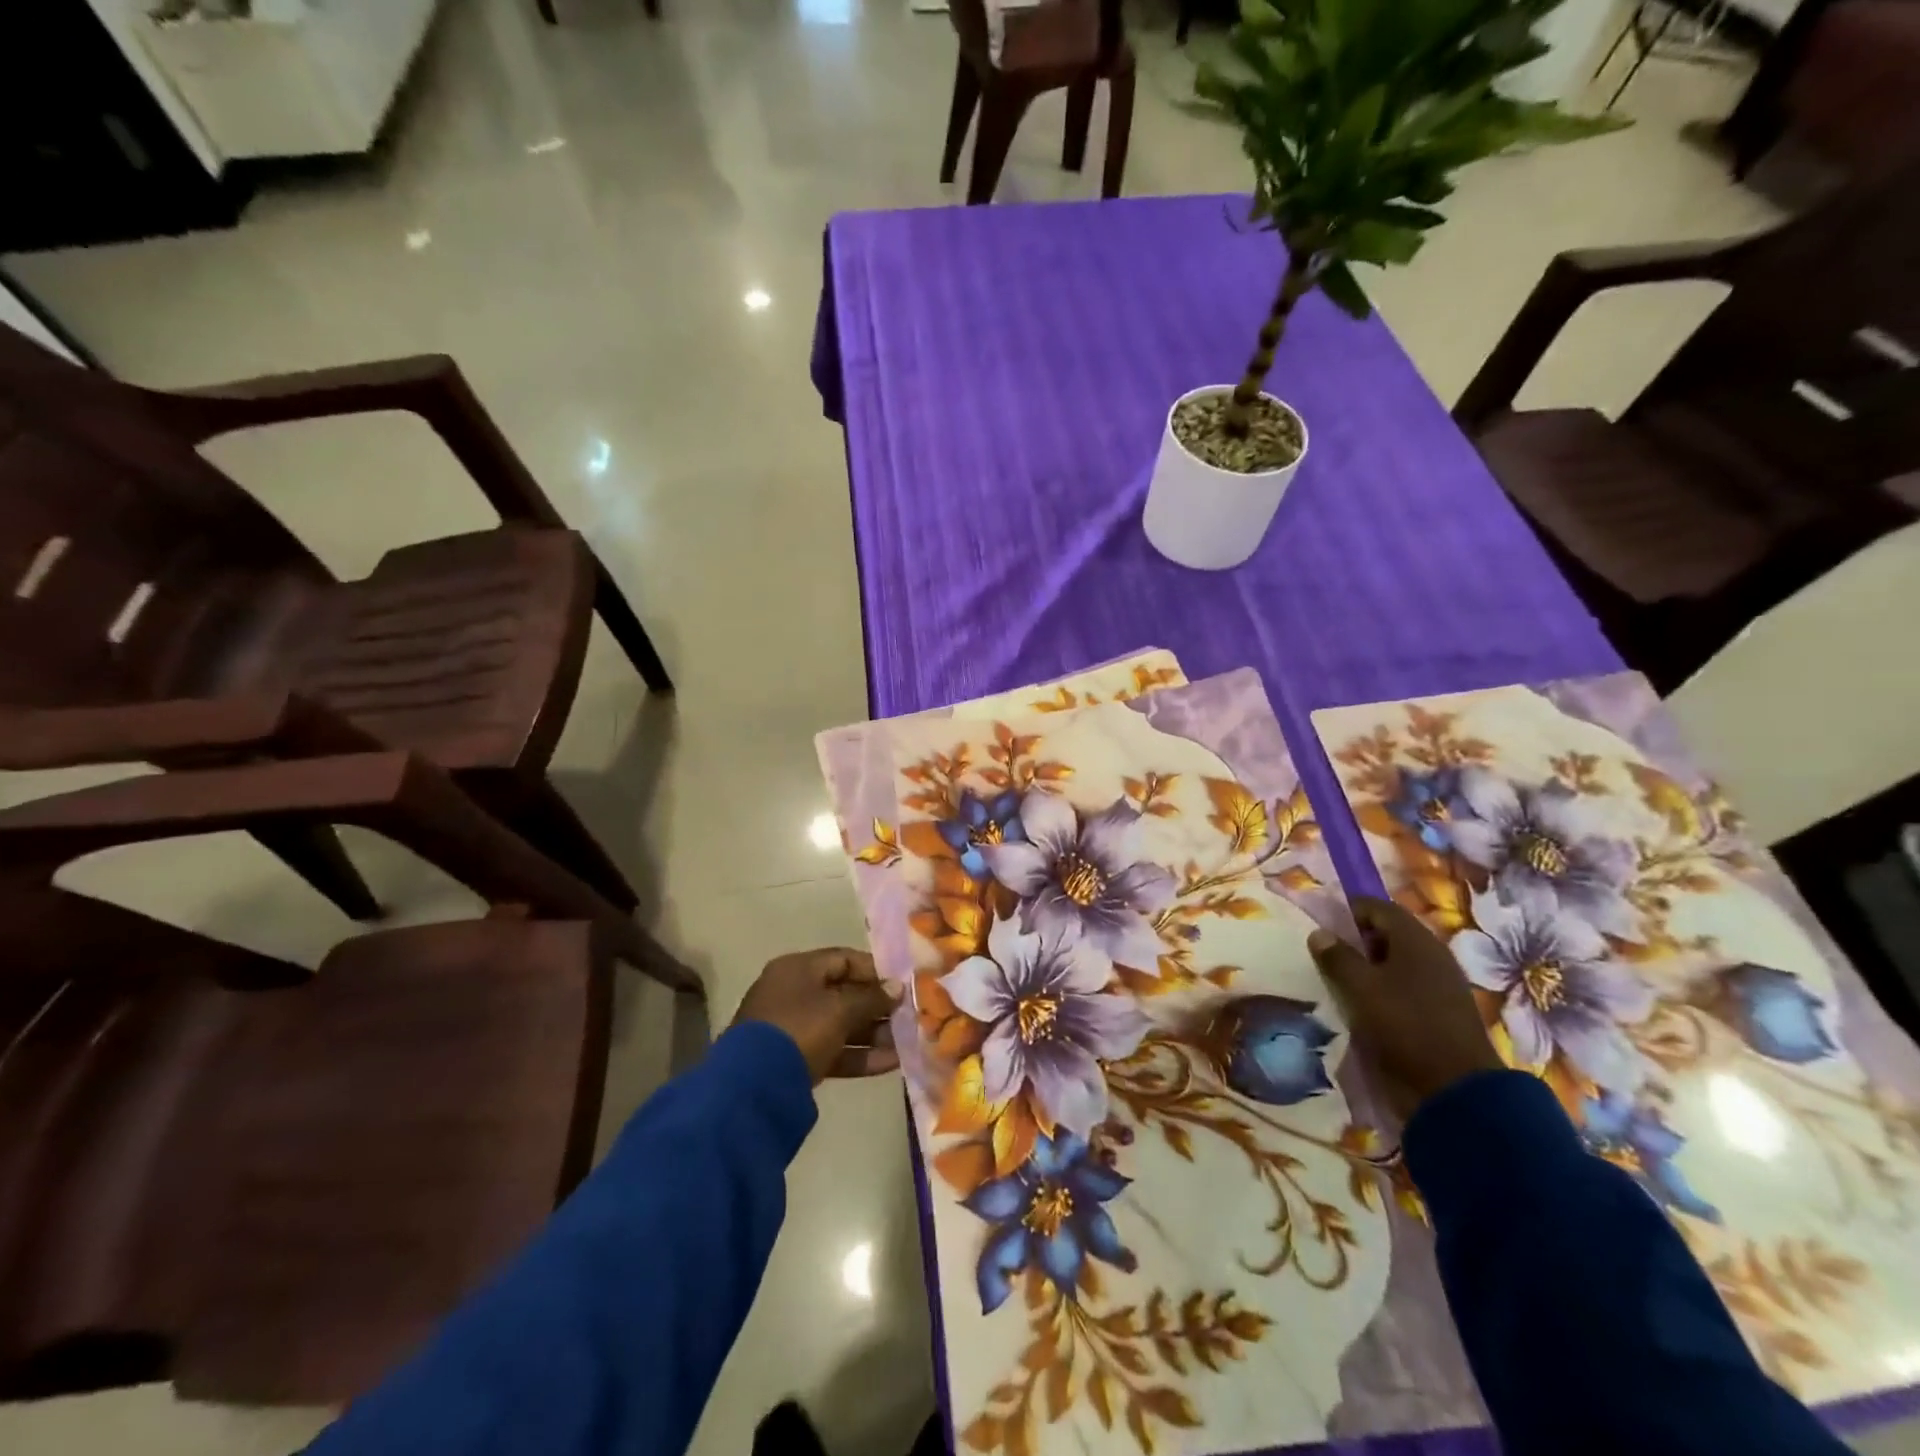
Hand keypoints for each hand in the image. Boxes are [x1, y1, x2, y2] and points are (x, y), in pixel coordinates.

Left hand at [732, 948, 900, 1083]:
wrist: (753, 1085)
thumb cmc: (800, 1029)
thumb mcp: (840, 1010)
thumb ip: (872, 998)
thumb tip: (897, 987)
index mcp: (798, 969)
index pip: (843, 959)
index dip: (875, 970)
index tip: (903, 983)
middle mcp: (793, 992)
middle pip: (844, 993)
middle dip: (877, 1006)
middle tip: (909, 1016)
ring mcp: (792, 1027)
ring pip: (840, 1025)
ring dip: (872, 1033)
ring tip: (907, 1042)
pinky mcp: (795, 1060)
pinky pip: (832, 1050)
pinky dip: (858, 1055)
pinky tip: (891, 1063)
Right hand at [1308, 897, 1502, 1123]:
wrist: (1457, 1089)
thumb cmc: (1404, 1025)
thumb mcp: (1360, 988)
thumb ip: (1336, 957)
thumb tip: (1319, 933)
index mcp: (1416, 940)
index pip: (1377, 907)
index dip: (1347, 911)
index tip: (1321, 926)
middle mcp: (1432, 955)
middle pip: (1388, 934)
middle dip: (1355, 941)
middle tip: (1326, 955)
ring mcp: (1441, 984)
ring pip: (1396, 963)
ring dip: (1368, 968)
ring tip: (1339, 982)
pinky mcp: (1441, 1011)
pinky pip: (1405, 988)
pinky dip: (1383, 990)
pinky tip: (1363, 1006)